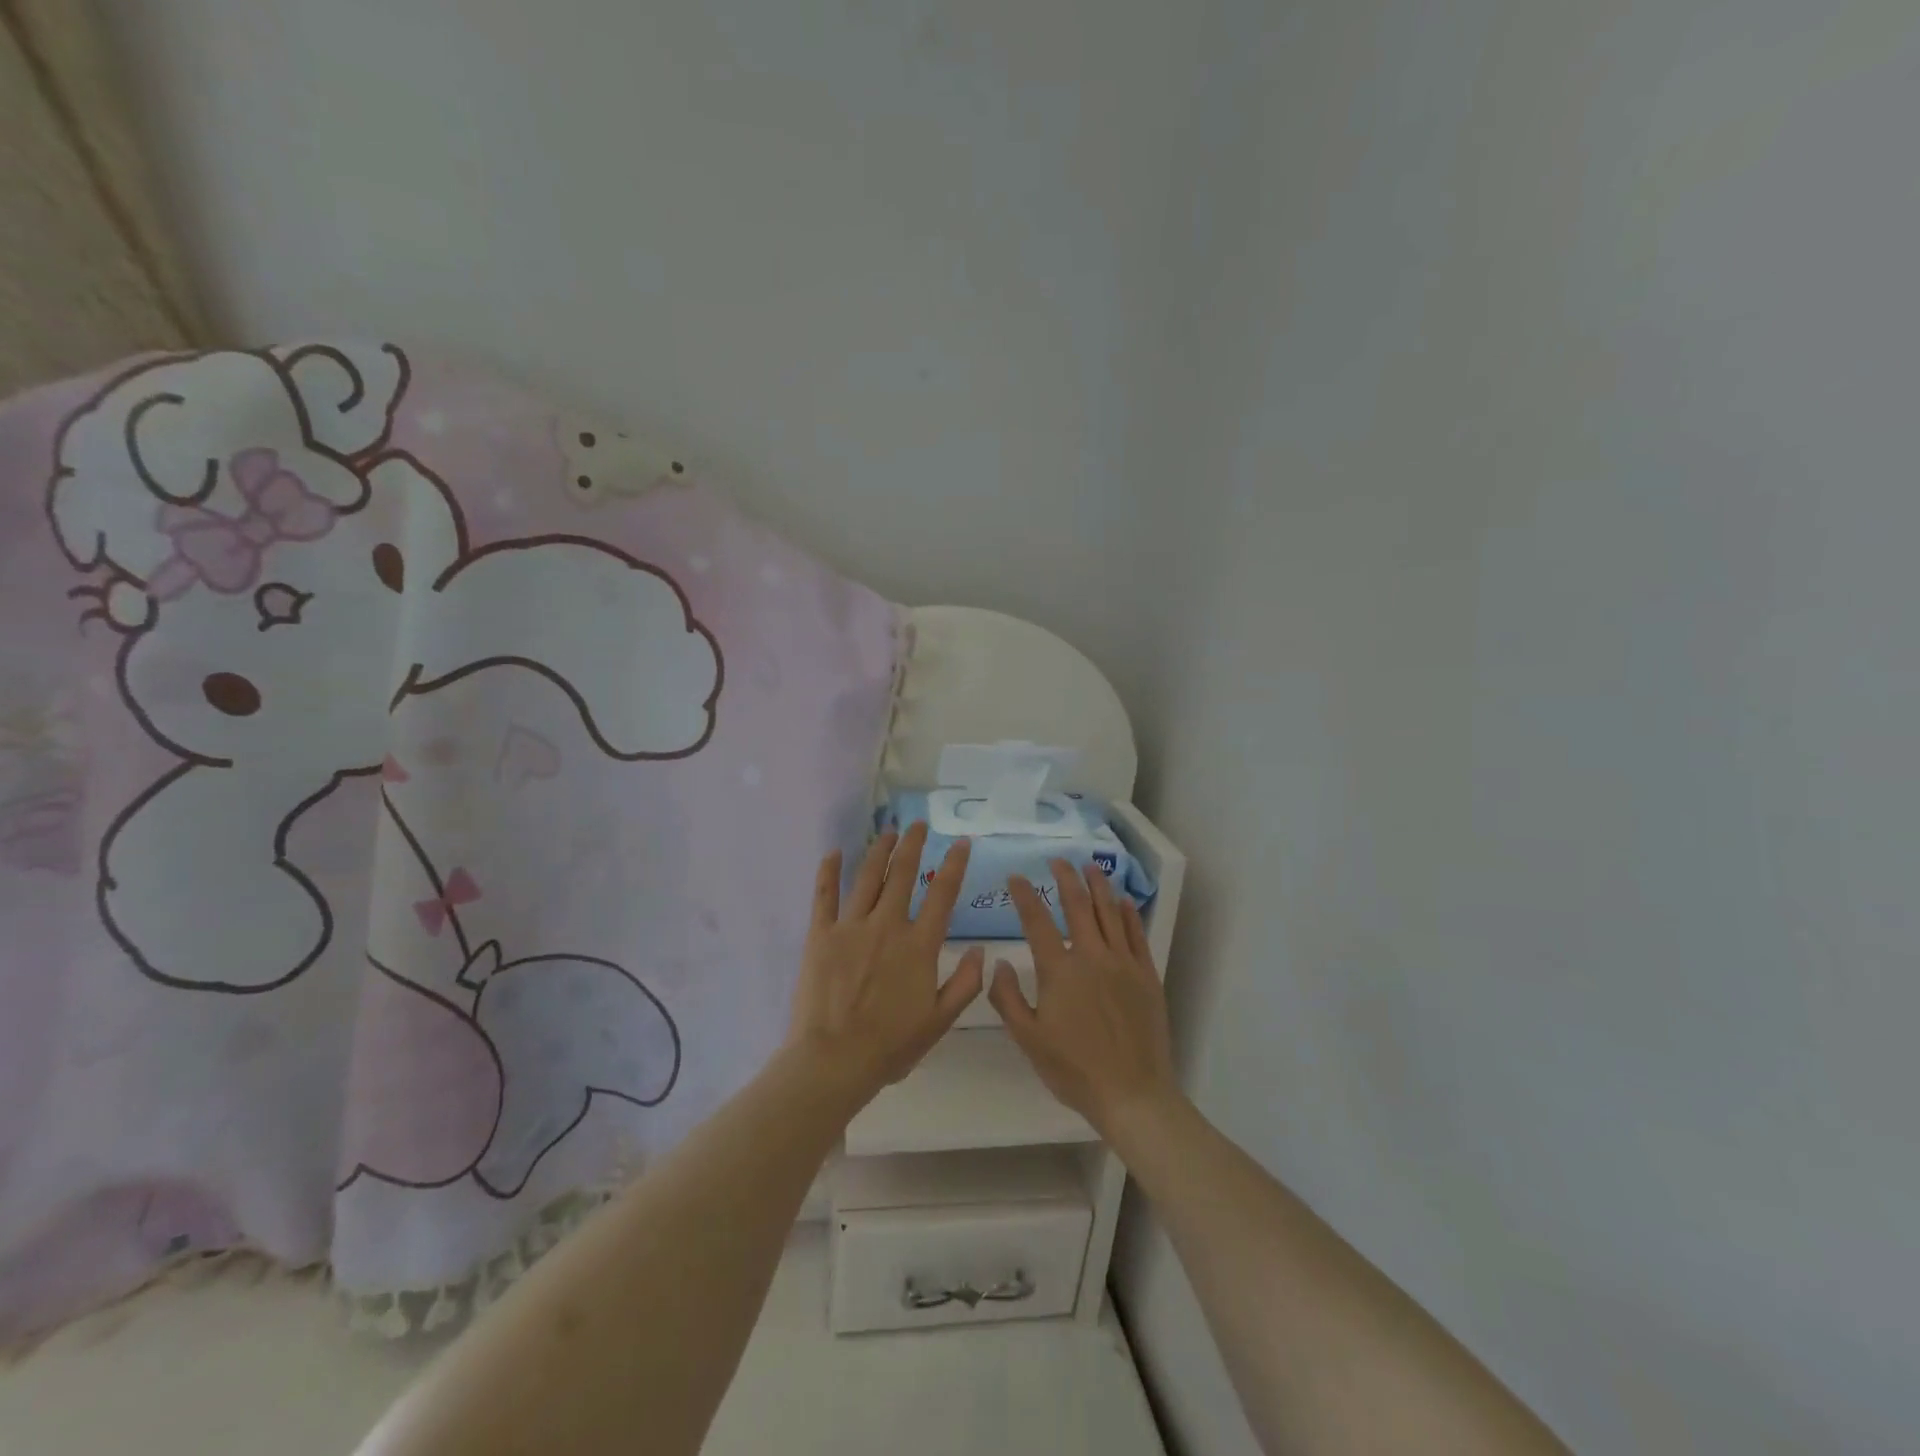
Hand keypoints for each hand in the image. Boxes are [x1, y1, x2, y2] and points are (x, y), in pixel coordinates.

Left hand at [786, 823, 985, 1104]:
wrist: (834, 1060)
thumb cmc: (891, 1046)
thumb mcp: (940, 1021)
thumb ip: (965, 984)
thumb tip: (981, 949)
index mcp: (919, 945)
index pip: (942, 894)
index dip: (955, 864)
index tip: (961, 842)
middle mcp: (887, 925)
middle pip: (903, 874)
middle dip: (913, 845)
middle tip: (918, 825)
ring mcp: (851, 926)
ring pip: (868, 876)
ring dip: (880, 850)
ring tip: (888, 831)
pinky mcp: (820, 934)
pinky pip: (824, 895)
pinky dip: (828, 871)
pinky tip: (833, 852)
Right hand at [988, 860, 1180, 1135]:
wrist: (1132, 1093)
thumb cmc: (1074, 1069)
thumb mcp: (1028, 1039)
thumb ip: (1007, 998)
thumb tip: (999, 963)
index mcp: (1059, 970)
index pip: (1036, 920)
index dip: (1024, 895)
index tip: (1015, 878)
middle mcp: (1092, 956)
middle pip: (1077, 905)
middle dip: (1065, 878)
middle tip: (1058, 861)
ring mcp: (1123, 963)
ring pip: (1110, 912)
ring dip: (1098, 886)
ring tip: (1090, 868)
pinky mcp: (1146, 974)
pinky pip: (1137, 934)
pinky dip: (1128, 913)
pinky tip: (1123, 901)